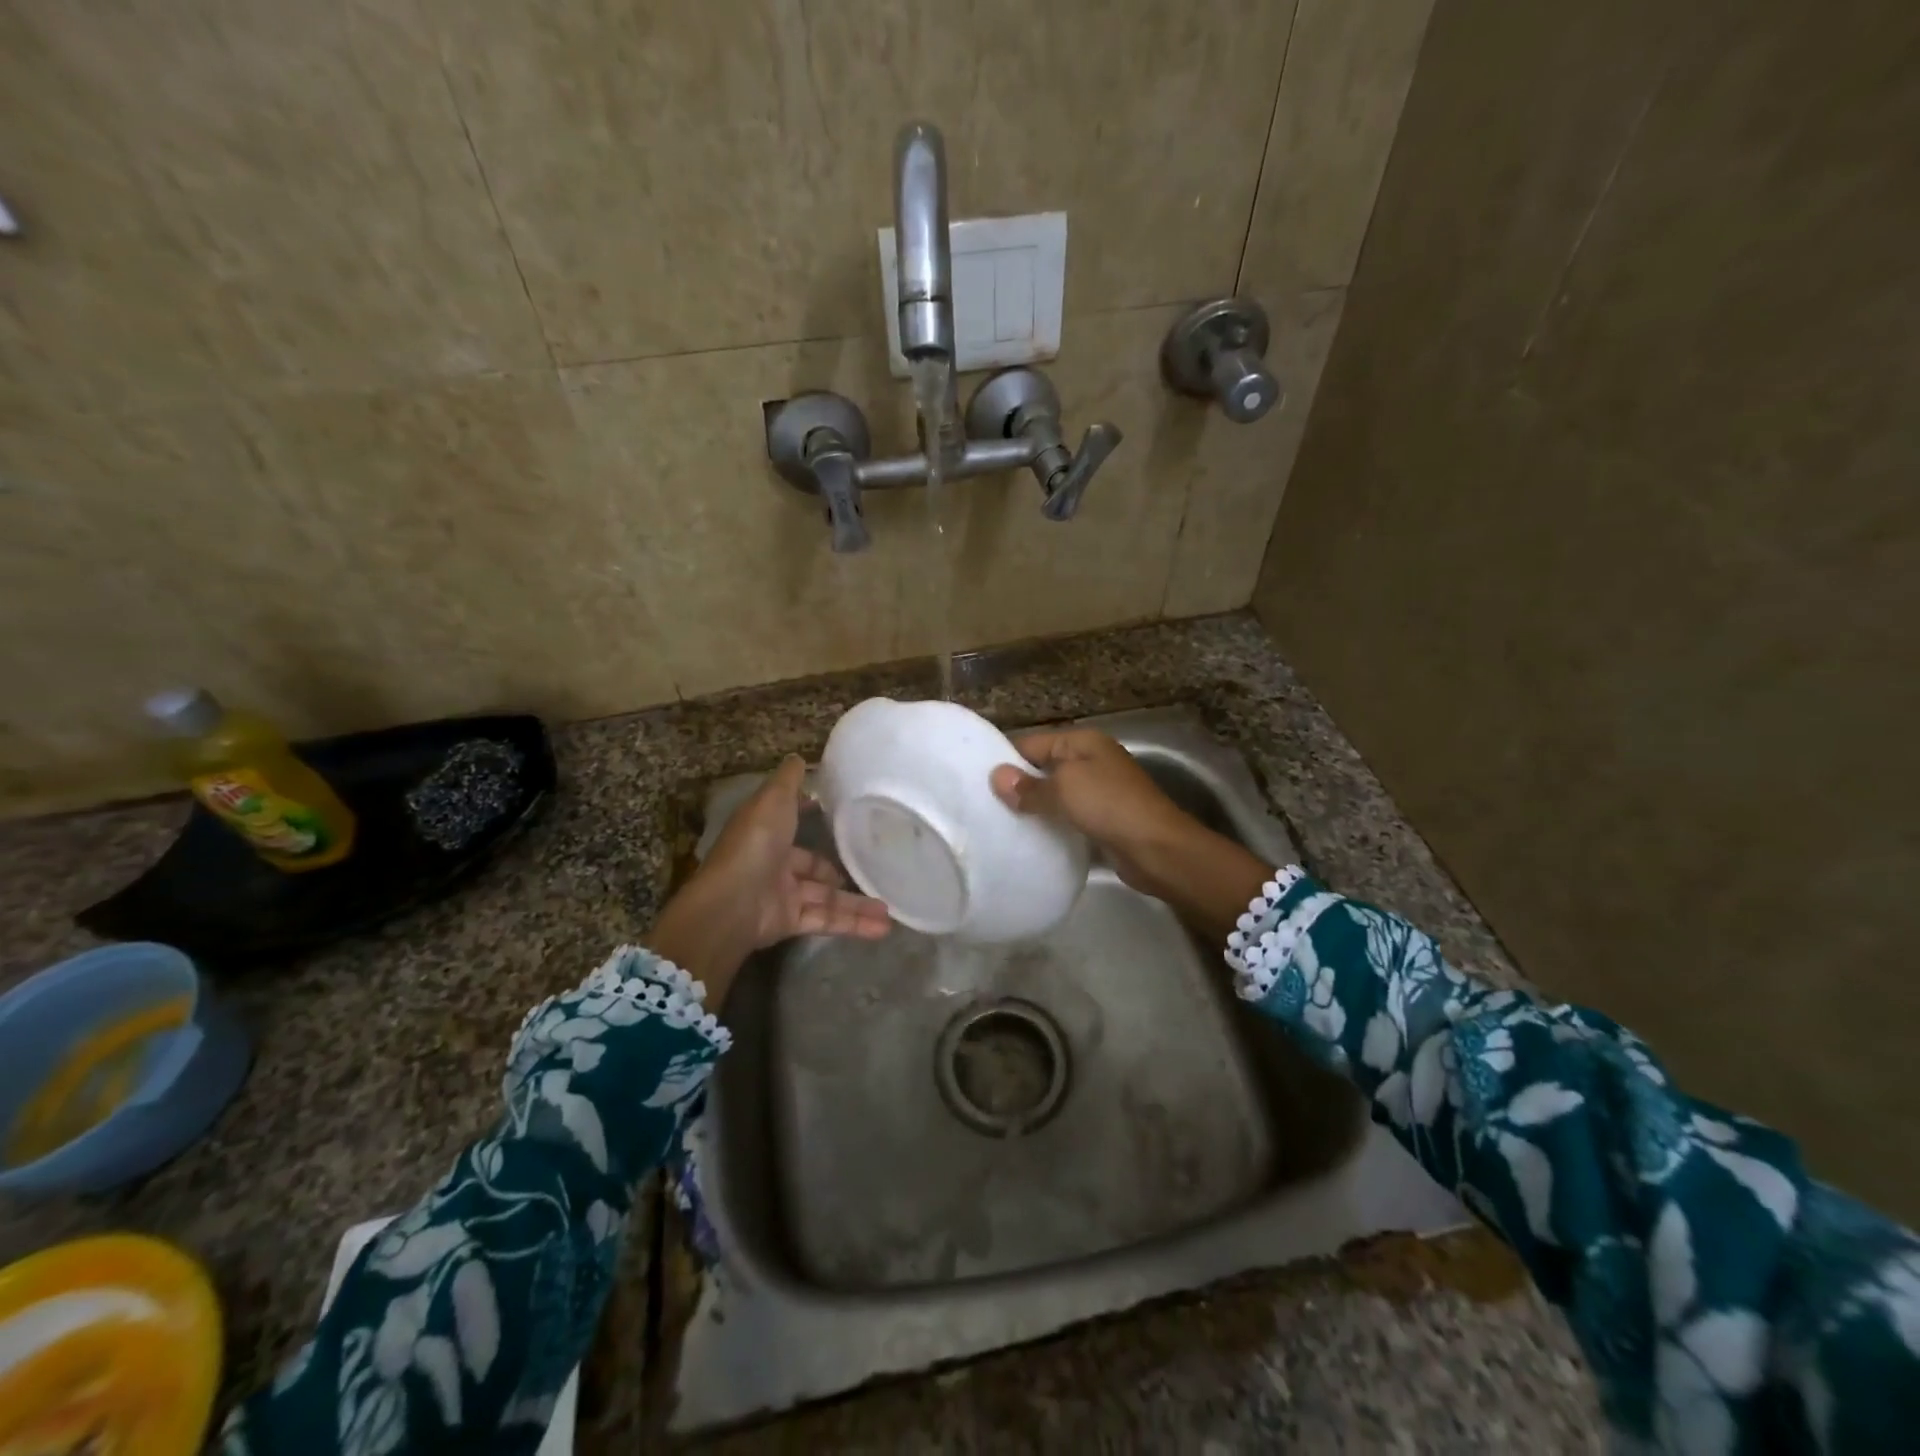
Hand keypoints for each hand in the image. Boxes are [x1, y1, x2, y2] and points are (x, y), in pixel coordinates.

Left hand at [646, 756, 889, 998]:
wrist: (732, 903)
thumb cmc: (755, 844)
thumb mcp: (773, 800)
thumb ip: (789, 781)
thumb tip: (799, 757)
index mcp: (766, 832)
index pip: (793, 823)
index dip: (813, 818)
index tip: (844, 816)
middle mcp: (773, 862)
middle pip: (814, 866)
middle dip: (843, 871)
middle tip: (877, 868)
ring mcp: (782, 895)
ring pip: (826, 897)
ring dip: (857, 903)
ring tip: (890, 908)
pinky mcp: (790, 922)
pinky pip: (826, 920)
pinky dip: (853, 924)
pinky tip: (883, 927)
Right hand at [987, 729, 1194, 896]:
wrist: (1158, 849)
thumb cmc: (1110, 806)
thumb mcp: (1064, 789)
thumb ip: (1029, 786)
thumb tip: (996, 776)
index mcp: (1082, 741)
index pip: (1031, 743)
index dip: (1005, 759)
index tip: (974, 780)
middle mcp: (1090, 759)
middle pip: (1043, 768)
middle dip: (1017, 785)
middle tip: (981, 804)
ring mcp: (1098, 789)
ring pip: (1054, 794)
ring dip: (1033, 807)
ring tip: (997, 822)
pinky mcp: (1102, 818)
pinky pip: (1067, 815)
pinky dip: (1050, 823)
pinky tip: (1028, 837)